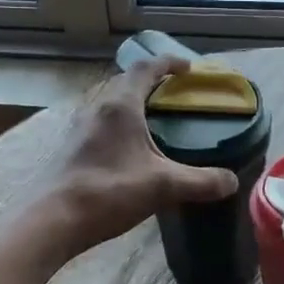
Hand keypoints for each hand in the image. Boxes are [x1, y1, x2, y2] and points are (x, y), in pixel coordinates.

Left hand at [42, 58, 238, 256]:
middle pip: (125, 80)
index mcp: (121, 106)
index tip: (188, 68)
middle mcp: (98, 108)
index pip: (146, 68)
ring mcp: (80, 127)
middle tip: (174, 93)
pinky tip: (129, 148)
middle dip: (151, 80)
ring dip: (132, 101)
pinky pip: (100, 121)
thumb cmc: (108, 192)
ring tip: (154, 118)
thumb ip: (201, 181)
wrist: (52, 220)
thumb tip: (232, 181)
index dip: (169, 63)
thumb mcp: (163, 186)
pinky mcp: (71, 147)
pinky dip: (120, 122)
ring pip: (110, 101)